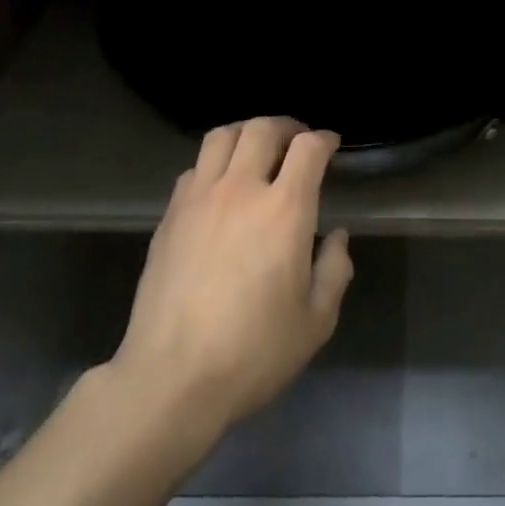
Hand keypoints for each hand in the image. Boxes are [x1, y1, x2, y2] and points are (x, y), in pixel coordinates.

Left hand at [110, 117, 352, 442]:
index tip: (330, 145)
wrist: (171, 379)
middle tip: (296, 141)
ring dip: (246, 134)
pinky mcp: (169, 216)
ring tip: (257, 151)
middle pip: (262, 128)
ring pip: (222, 137)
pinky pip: (193, 168)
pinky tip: (220, 186)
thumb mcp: (316, 321)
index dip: (323, 139)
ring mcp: (198, 199)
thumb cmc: (253, 352)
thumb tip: (335, 237)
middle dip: (286, 127)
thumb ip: (334, 270)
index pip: (307, 148)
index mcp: (284, 210)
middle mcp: (241, 190)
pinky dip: (214, 163)